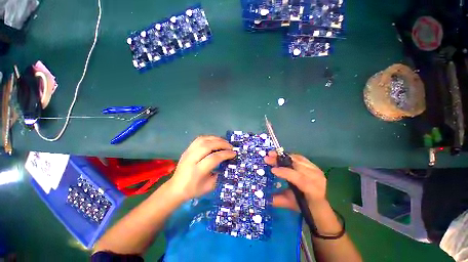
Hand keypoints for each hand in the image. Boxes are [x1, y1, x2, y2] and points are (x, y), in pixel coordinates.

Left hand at [167, 136, 235, 201]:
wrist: (175, 188)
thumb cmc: (193, 190)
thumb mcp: (209, 186)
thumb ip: (219, 175)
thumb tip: (227, 163)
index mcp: (197, 171)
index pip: (213, 158)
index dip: (225, 154)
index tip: (234, 154)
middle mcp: (191, 159)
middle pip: (208, 146)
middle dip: (222, 144)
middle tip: (230, 147)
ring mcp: (188, 152)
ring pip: (203, 140)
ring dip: (216, 139)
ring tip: (224, 142)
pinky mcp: (187, 149)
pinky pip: (199, 139)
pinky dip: (209, 138)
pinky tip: (215, 141)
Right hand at [264, 151, 326, 209]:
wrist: (321, 202)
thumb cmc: (305, 205)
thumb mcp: (292, 204)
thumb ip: (280, 200)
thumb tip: (266, 197)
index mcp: (313, 190)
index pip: (300, 179)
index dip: (286, 173)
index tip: (272, 170)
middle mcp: (316, 177)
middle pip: (297, 164)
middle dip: (281, 160)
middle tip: (267, 157)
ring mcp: (315, 169)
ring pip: (297, 159)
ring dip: (282, 156)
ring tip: (271, 154)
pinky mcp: (313, 165)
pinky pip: (299, 157)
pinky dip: (288, 156)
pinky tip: (280, 156)